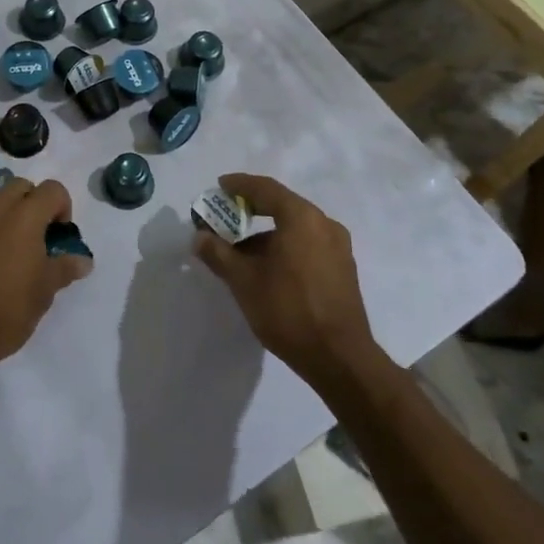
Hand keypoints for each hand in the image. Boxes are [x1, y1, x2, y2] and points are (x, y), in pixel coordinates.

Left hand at [0, 177, 90, 372]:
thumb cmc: (5, 311)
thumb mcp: (43, 292)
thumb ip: (64, 268)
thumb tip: (83, 260)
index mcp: (23, 216)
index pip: (52, 189)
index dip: (63, 207)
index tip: (61, 235)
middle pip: (20, 186)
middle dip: (34, 203)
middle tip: (39, 237)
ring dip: (10, 214)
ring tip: (15, 251)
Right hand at [191, 174, 375, 387]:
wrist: (340, 359)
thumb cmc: (288, 310)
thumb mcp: (243, 280)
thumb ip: (218, 253)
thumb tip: (200, 237)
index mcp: (302, 218)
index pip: (265, 188)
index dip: (239, 184)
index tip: (219, 186)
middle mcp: (324, 224)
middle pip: (282, 205)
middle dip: (251, 209)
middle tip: (227, 216)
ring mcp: (338, 247)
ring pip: (296, 227)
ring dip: (267, 232)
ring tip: (241, 250)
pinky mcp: (344, 269)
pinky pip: (308, 244)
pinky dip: (285, 245)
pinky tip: (268, 267)